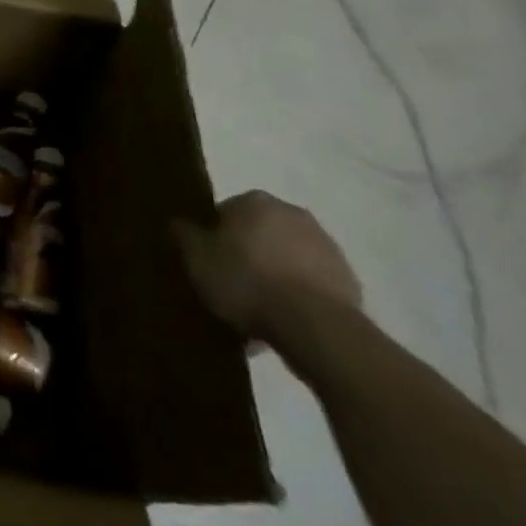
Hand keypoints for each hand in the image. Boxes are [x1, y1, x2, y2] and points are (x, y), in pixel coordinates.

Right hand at [173, 191, 361, 343]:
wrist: (315, 325)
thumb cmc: (246, 281)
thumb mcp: (197, 259)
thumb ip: (184, 236)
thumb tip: (178, 222)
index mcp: (255, 201)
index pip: (224, 212)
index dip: (213, 239)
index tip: (207, 264)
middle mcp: (292, 213)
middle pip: (258, 234)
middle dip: (246, 255)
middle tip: (230, 287)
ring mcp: (326, 245)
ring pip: (286, 258)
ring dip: (273, 276)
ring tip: (256, 313)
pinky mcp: (347, 279)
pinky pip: (310, 284)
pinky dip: (297, 297)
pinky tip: (282, 323)